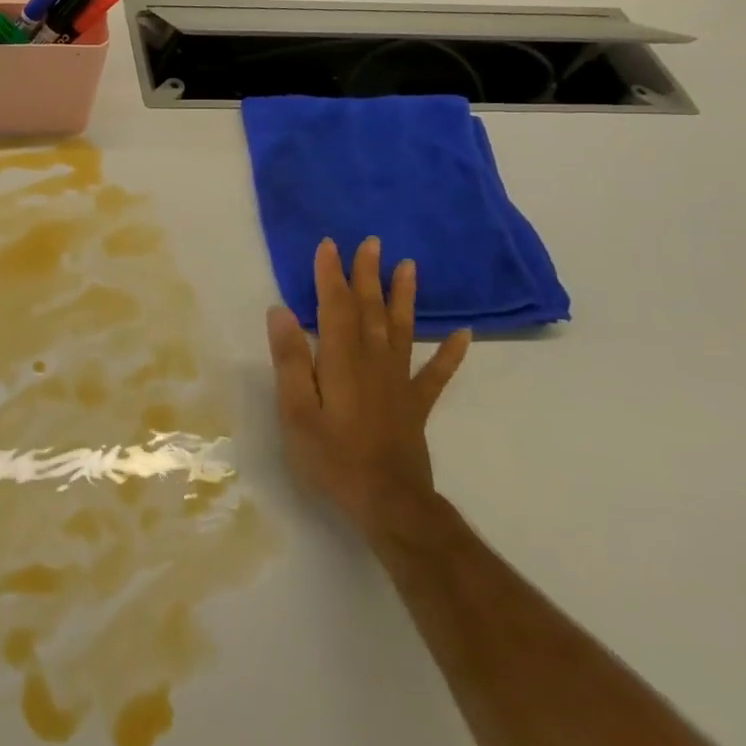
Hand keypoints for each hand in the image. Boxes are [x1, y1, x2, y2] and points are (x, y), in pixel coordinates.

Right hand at [266, 237, 470, 539]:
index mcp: (341, 360)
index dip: (330, 274)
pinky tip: (465, 335)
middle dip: (367, 275)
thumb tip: (281, 311)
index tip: (329, 244)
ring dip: (404, 297)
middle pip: (370, 310)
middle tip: (371, 242)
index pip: (334, 307)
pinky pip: (436, 374)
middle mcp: (373, 362)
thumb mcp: (296, 411)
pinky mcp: (415, 405)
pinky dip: (451, 354)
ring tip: (409, 267)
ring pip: (402, 330)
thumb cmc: (332, 458)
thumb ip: (290, 360)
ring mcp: (399, 383)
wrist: (389, 503)